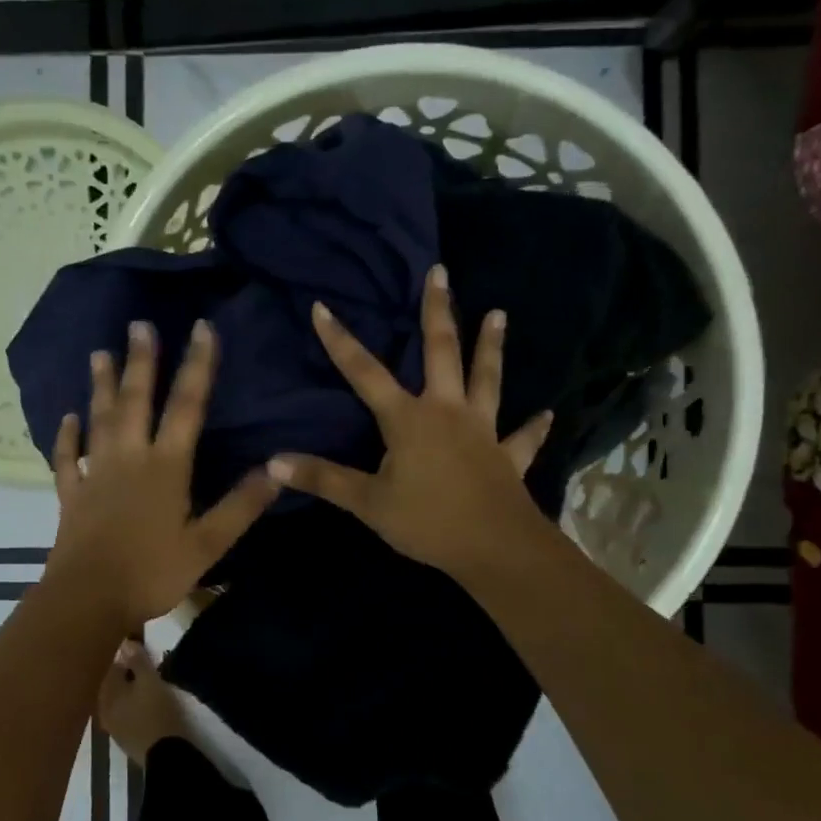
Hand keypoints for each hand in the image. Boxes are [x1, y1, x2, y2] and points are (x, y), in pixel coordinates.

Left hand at [45, 318, 280, 628]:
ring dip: (100, 385)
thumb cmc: (152, 571)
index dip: (197, 365)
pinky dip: (65, 436)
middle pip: (136, 400)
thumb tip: (278, 468)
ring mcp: (95, 473)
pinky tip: (66, 418)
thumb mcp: (209, 544)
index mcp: (166, 466)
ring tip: (99, 353)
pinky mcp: (71, 494)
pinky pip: (66, 458)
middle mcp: (129, 458)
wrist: (88, 600)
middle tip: (138, 324)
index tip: (202, 328)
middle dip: (141, 361)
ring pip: (99, 420)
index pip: (187, 406)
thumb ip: (242, 505)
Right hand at [267, 264, 553, 579]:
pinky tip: (547, 413)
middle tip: (440, 272)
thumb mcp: (367, 503)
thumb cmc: (427, 522)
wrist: (495, 549)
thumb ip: (323, 478)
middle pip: (441, 352)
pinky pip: (523, 437)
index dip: (340, 341)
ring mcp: (483, 430)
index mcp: (409, 419)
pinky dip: (533, 426)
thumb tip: (272, 462)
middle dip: (437, 311)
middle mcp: (447, 412)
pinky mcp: (508, 456)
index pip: (365, 373)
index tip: (323, 306)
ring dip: (492, 347)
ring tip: (499, 314)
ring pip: (487, 379)